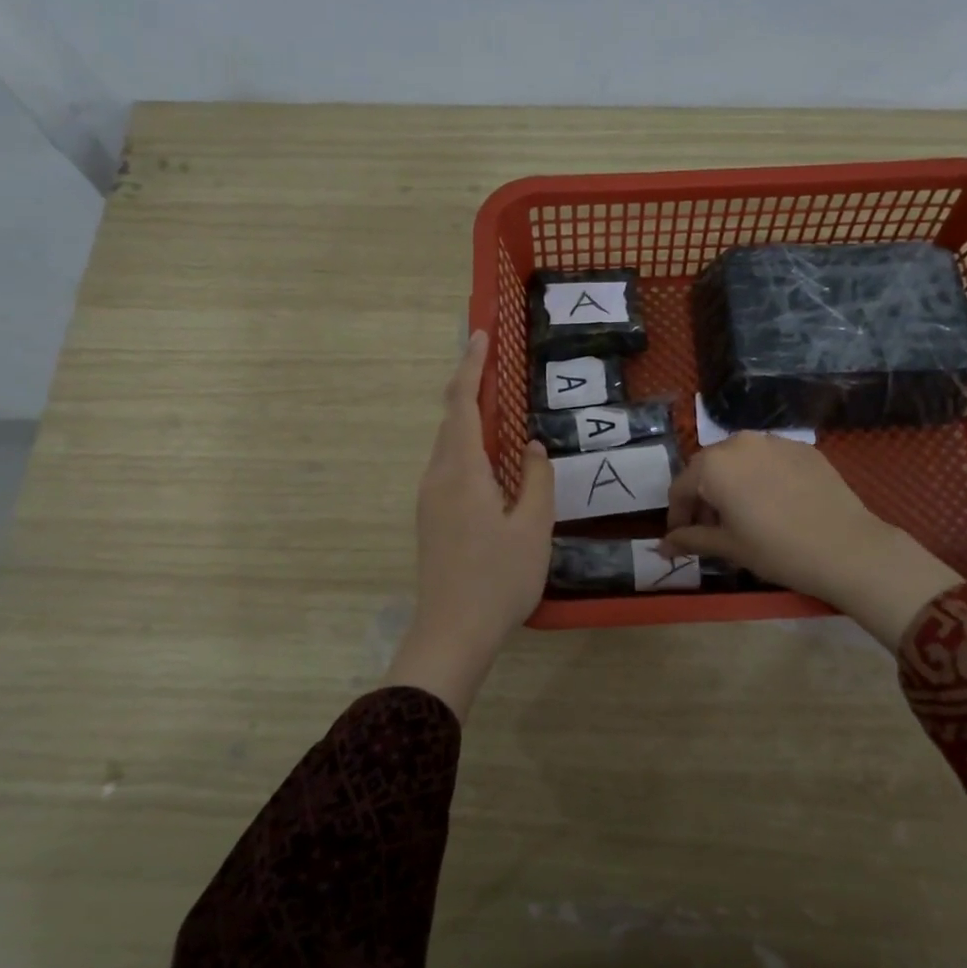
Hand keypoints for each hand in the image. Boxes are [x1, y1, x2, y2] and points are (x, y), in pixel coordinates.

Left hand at [387, 331, 553, 717]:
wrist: (452, 633)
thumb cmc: (498, 579)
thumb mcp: (533, 528)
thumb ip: (536, 480)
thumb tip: (530, 446)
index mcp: (462, 472)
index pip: (463, 405)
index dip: (471, 366)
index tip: (480, 334)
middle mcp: (438, 477)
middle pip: (452, 420)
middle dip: (470, 386)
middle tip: (493, 361)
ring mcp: (430, 499)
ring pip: (449, 445)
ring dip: (469, 419)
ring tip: (496, 404)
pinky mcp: (431, 518)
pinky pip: (449, 467)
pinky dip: (468, 447)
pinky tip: (489, 459)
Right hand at [661, 433, 961, 640]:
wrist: (846, 547)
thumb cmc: (776, 550)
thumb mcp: (728, 547)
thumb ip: (690, 539)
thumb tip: (662, 546)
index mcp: (713, 465)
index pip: (681, 488)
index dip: (677, 516)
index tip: (680, 539)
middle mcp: (739, 442)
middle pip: (708, 469)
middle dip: (703, 497)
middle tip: (710, 529)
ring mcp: (773, 441)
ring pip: (739, 460)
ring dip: (731, 484)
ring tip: (741, 515)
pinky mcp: (802, 447)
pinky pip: (769, 460)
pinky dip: (761, 478)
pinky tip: (773, 503)